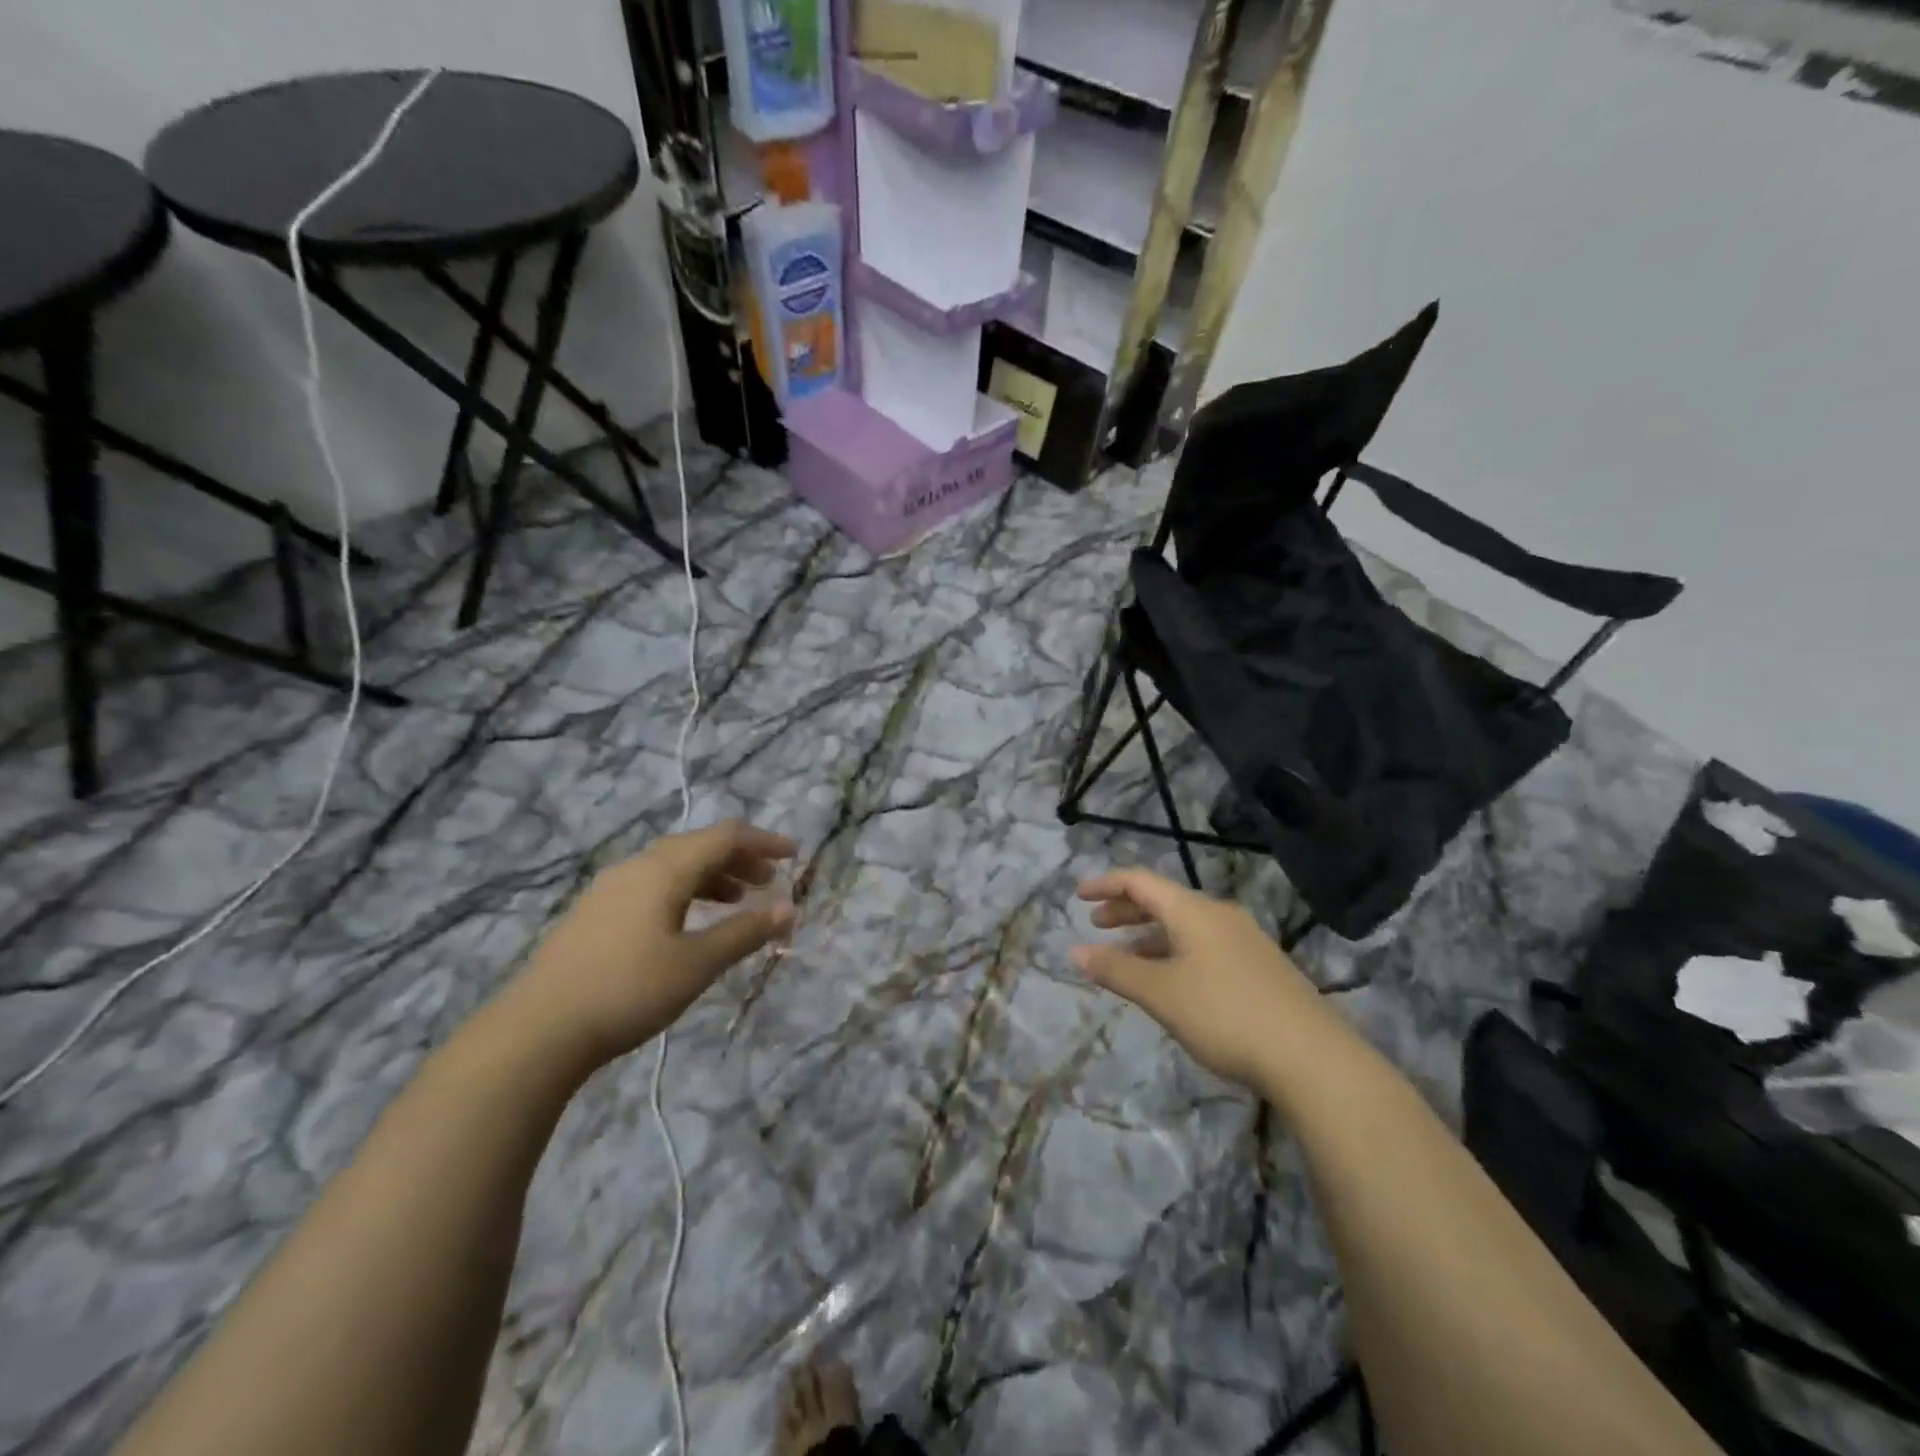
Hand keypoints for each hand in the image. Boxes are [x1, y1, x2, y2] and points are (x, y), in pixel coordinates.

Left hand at [505, 821, 796, 1068]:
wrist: (537, 1031)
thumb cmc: (628, 990)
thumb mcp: (697, 964)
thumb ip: (745, 932)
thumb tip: (789, 909)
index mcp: (664, 869)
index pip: (725, 836)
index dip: (764, 841)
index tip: (794, 856)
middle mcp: (637, 867)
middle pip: (698, 846)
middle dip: (739, 858)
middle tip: (769, 881)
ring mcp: (610, 888)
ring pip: (673, 866)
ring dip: (712, 876)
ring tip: (738, 900)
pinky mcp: (595, 912)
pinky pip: (653, 885)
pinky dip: (685, 891)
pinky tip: (689, 921)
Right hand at [1072, 868, 1343, 1089]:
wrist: (1311, 1057)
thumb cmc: (1224, 1014)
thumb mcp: (1161, 993)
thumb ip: (1116, 970)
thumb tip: (1075, 951)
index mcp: (1194, 911)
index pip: (1140, 882)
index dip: (1106, 884)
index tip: (1079, 896)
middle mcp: (1220, 916)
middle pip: (1164, 901)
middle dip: (1126, 911)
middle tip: (1097, 925)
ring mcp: (1245, 941)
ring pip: (1185, 927)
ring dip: (1150, 936)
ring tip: (1127, 959)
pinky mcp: (1260, 968)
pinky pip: (1204, 947)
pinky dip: (1175, 953)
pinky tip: (1171, 983)